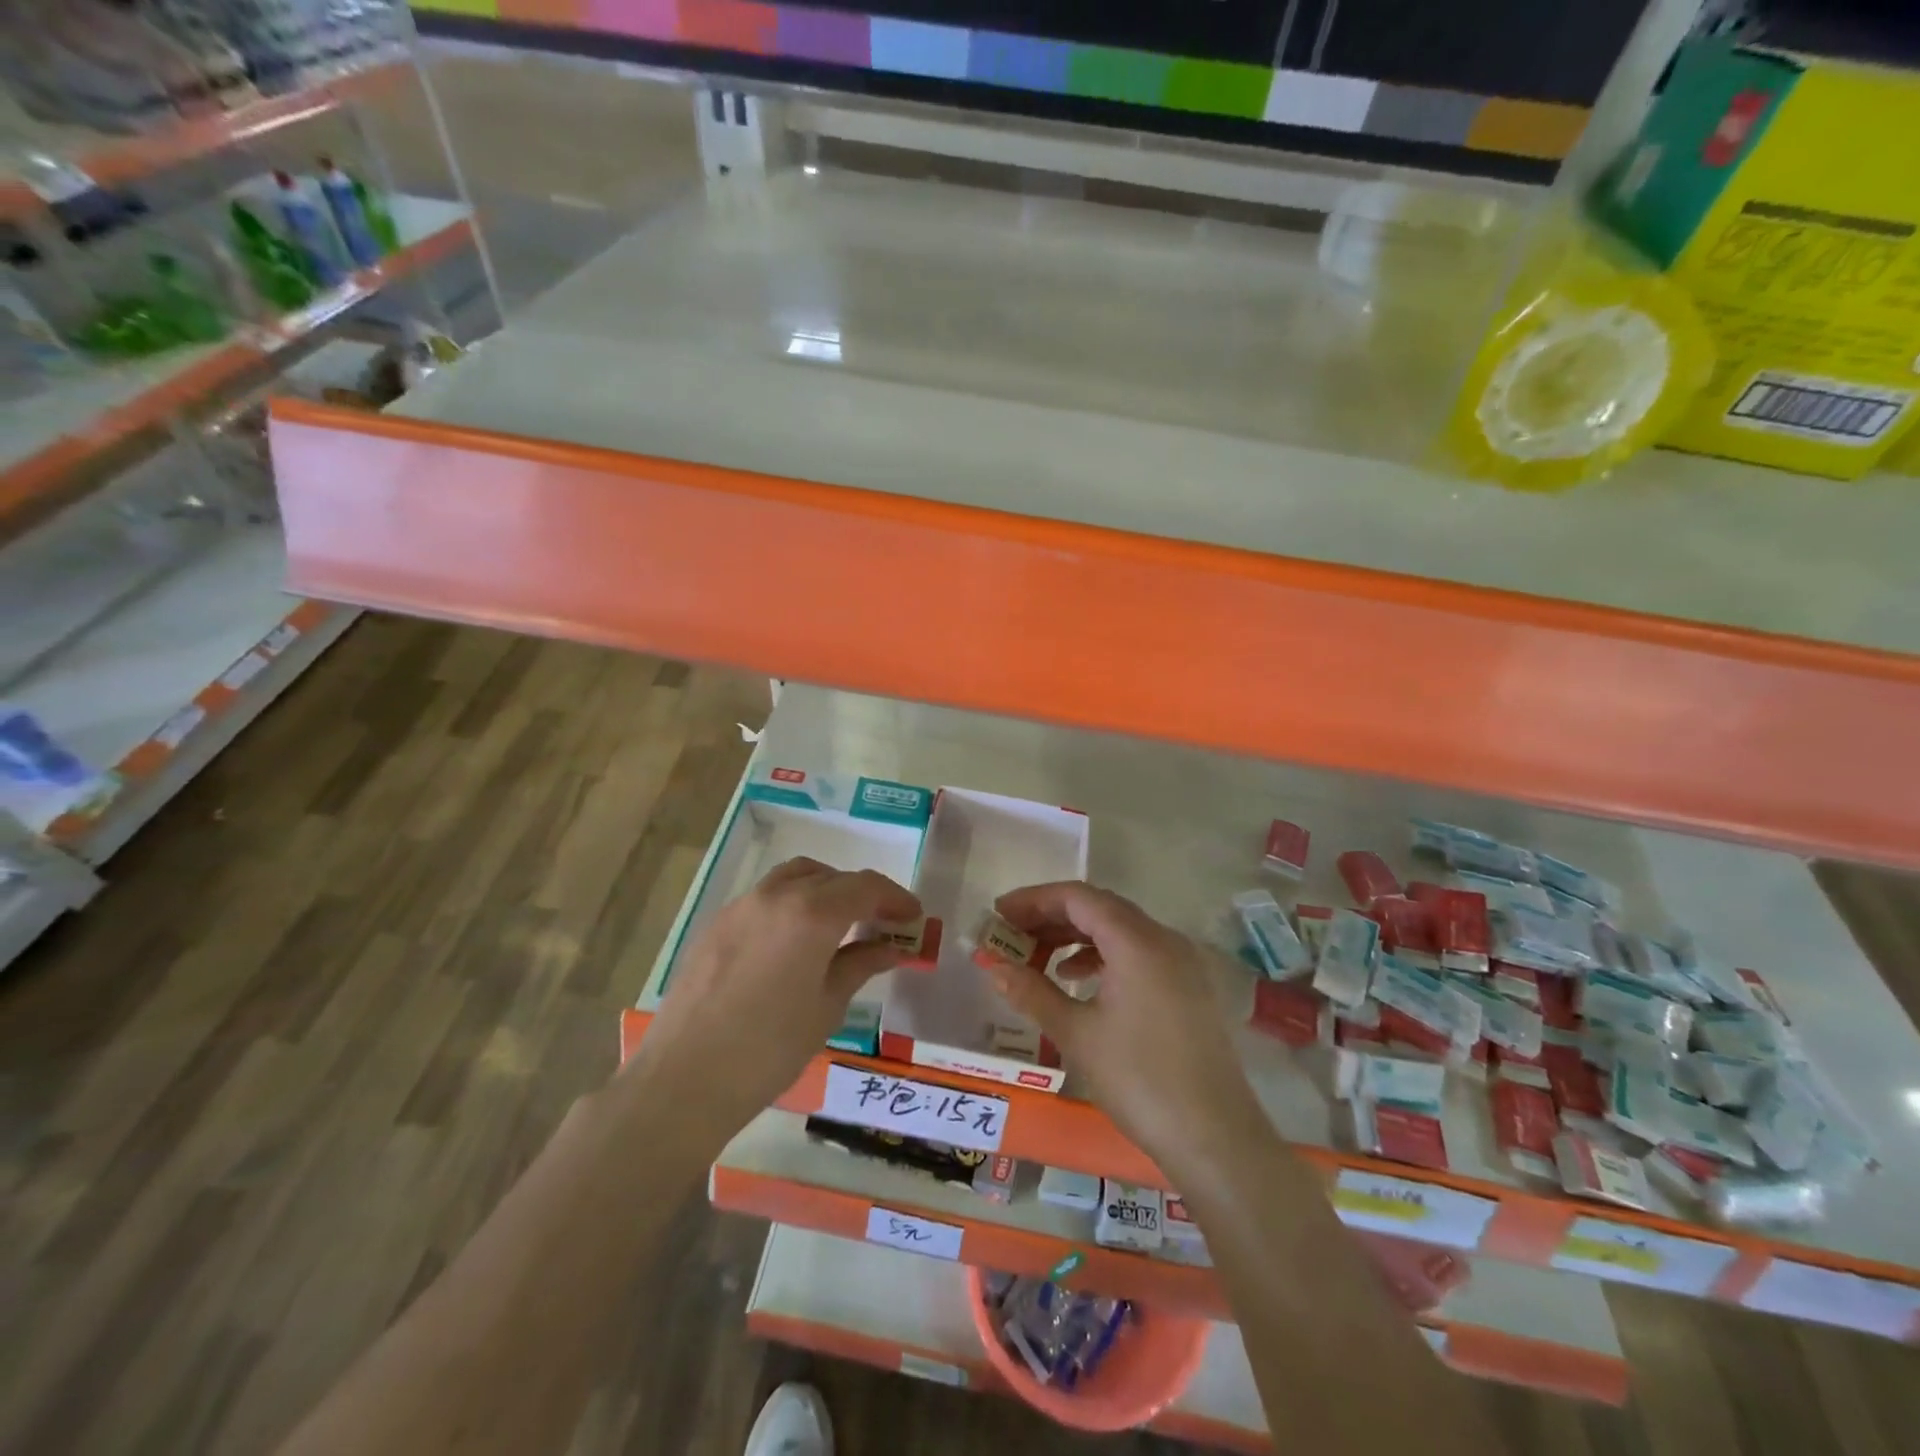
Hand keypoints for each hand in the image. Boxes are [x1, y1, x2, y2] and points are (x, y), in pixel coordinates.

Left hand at [631, 857, 920, 1138]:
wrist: (684, 1079)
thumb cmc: (769, 1048)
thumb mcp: (827, 1007)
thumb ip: (861, 964)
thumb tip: (891, 947)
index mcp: (811, 913)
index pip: (866, 887)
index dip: (895, 899)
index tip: (913, 917)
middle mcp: (777, 895)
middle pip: (831, 877)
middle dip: (862, 894)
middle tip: (881, 923)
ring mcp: (741, 906)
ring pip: (795, 877)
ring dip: (825, 890)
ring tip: (839, 924)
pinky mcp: (717, 924)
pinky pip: (766, 897)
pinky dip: (792, 903)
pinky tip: (794, 941)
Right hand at [988, 881, 1268, 1183]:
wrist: (1215, 1139)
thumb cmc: (1139, 1080)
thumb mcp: (1076, 1034)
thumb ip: (1031, 992)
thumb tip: (992, 965)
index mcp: (1137, 941)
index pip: (1078, 897)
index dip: (1034, 900)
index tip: (999, 913)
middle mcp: (1163, 939)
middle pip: (1100, 907)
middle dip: (1052, 915)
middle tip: (1012, 933)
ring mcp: (1181, 962)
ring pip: (1120, 929)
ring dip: (1076, 936)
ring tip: (1038, 956)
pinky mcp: (1188, 986)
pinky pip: (1138, 951)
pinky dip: (1103, 955)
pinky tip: (1078, 980)